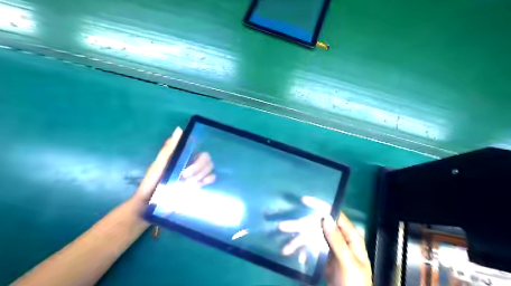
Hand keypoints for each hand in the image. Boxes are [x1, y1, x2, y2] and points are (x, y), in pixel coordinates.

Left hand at [130, 128, 213, 205]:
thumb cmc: (152, 181)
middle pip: (207, 159)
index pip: (198, 149)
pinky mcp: (201, 185)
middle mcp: (193, 163)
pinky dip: (207, 180)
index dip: (196, 157)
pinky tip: (197, 186)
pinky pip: (212, 178)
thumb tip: (179, 129)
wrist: (151, 204)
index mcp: (184, 156)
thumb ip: (170, 148)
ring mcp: (198, 174)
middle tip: (184, 177)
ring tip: (186, 184)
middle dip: (197, 168)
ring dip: (200, 175)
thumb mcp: (159, 163)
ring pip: (210, 168)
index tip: (185, 166)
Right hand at [279, 198, 371, 285]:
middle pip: (318, 226)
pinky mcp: (324, 257)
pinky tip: (296, 258)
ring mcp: (331, 248)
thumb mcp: (348, 263)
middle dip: (300, 226)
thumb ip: (337, 242)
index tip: (304, 200)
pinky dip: (303, 252)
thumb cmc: (355, 283)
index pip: (334, 215)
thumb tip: (326, 218)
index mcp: (350, 236)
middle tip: (282, 226)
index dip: (319, 206)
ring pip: (312, 238)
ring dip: (298, 242)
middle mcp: (339, 238)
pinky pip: (311, 249)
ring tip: (285, 249)